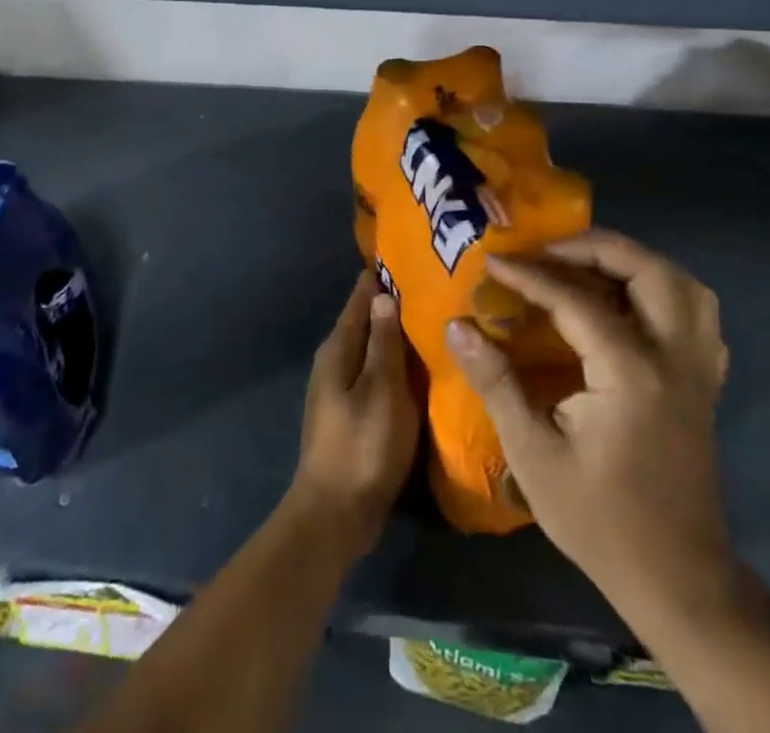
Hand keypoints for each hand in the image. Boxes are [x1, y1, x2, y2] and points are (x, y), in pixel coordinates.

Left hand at [290, 271, 419, 557]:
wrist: (335, 514)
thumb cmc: (362, 445)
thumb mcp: (381, 388)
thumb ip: (383, 342)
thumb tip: (383, 293)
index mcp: (338, 347)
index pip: (361, 297)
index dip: (382, 276)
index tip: (412, 255)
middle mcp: (335, 360)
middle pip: (366, 321)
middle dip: (393, 303)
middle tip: (434, 285)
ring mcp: (341, 388)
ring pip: (373, 348)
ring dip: (396, 335)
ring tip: (433, 320)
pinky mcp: (353, 412)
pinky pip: (376, 374)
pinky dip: (395, 364)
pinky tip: (420, 367)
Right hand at [446, 231, 732, 612]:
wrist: (677, 580)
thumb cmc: (599, 519)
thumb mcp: (533, 454)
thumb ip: (497, 382)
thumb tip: (457, 326)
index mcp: (630, 373)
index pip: (576, 299)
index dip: (530, 275)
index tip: (493, 261)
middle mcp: (673, 358)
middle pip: (645, 270)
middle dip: (592, 247)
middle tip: (547, 252)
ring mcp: (697, 369)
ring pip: (681, 284)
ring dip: (634, 262)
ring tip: (587, 266)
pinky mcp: (704, 383)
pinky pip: (698, 315)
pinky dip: (664, 292)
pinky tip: (630, 304)